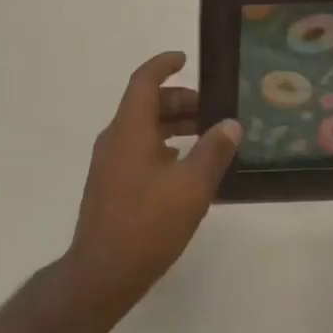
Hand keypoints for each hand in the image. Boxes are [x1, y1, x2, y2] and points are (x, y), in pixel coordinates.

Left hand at [60, 52, 241, 331]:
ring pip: (144, 129)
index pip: (144, 80)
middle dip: (180, 102)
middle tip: (214, 112)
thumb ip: (213, 152)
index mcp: (129, 128)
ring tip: (208, 139)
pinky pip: (140, 150)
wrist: (101, 274)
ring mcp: (110, 162)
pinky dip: (164, 147)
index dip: (164, 64)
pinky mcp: (112, 184)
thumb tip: (231, 124)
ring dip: (174, 126)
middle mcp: (116, 137)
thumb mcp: (190, 187)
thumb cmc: (147, 224)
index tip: (186, 59)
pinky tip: (188, 170)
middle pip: (147, 104)